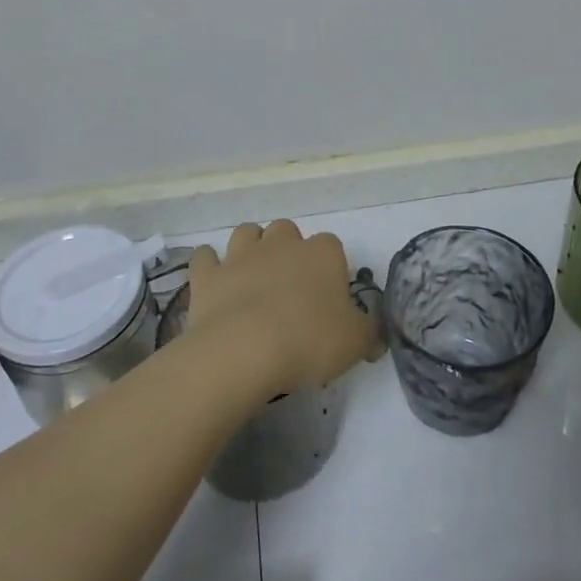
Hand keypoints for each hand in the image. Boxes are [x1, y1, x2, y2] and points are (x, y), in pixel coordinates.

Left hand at [187, 221, 379, 397]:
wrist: (244, 350)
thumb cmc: (309, 341)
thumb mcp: (355, 343)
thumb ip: (369, 333)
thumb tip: (375, 336)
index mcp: (322, 254)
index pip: (332, 246)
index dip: (330, 269)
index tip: (329, 297)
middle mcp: (282, 244)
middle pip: (287, 230)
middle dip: (288, 249)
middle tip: (290, 285)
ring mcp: (241, 256)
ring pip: (247, 233)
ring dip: (251, 247)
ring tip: (254, 276)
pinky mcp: (208, 276)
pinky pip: (205, 258)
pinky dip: (209, 265)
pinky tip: (214, 282)